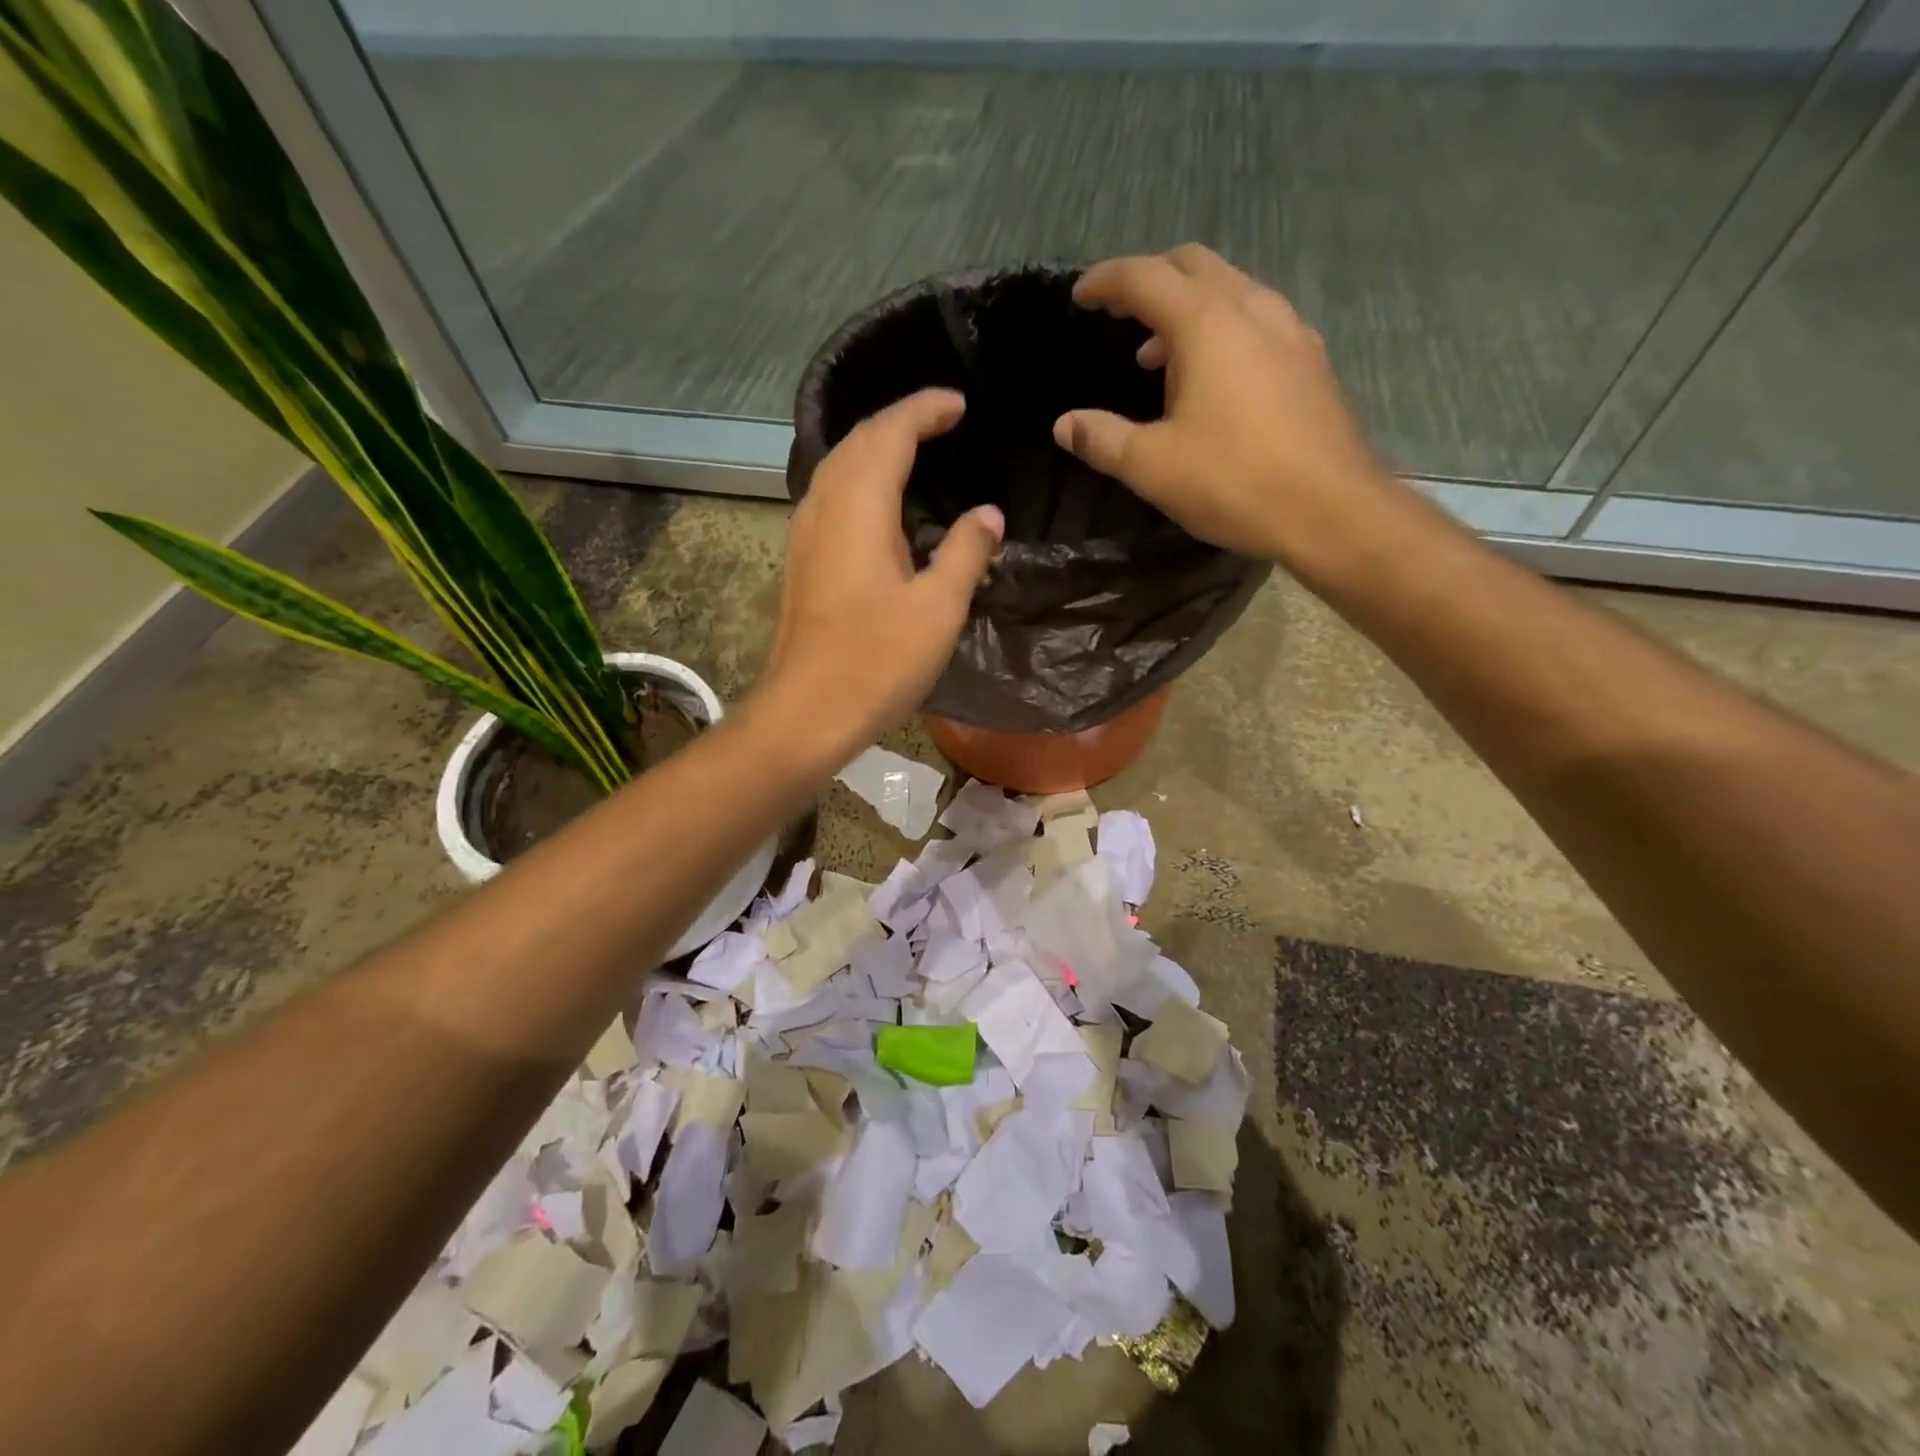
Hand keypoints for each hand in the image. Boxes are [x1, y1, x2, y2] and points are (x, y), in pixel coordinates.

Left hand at [762, 389, 1003, 752]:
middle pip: (857, 441)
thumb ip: (967, 552)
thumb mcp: (938, 608)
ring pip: (837, 467)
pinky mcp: (800, 561)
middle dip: (899, 422)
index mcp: (859, 507)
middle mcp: (823, 507)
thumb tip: (987, 514)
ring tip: (915, 453)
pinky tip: (881, 508)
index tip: (959, 405)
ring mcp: (804, 534)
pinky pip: (830, 498)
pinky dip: (860, 482)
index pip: (889, 432)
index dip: (924, 410)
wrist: (807, 712)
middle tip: (942, 422)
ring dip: (875, 449)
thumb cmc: (877, 661)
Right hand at [1054, 245, 1394, 567]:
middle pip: (1193, 266)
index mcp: (1206, 323)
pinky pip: (1255, 320)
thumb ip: (1102, 439)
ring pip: (1230, 290)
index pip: (1146, 278)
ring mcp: (1289, 331)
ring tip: (1156, 354)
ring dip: (1187, 307)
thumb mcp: (1152, 466)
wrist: (1329, 509)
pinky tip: (1210, 377)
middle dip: (1150, 280)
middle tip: (1118, 312)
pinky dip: (1220, 329)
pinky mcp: (1309, 360)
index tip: (1079, 297)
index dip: (1106, 281)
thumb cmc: (1233, 481)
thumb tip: (1065, 425)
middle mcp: (1251, 309)